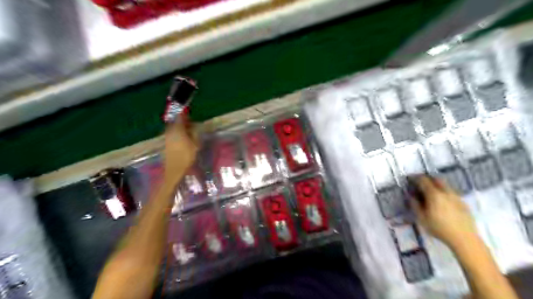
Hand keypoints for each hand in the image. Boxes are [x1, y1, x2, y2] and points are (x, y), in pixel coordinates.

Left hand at [164, 119, 197, 183]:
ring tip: (188, 130)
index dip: (184, 114)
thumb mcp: (195, 144)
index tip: (189, 112)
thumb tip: (194, 126)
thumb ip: (195, 133)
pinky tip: (183, 137)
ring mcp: (167, 137)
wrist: (174, 169)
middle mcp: (170, 131)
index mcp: (177, 130)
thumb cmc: (186, 156)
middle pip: (175, 122)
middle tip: (190, 122)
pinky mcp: (166, 143)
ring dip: (179, 127)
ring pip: (173, 128)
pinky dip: (177, 133)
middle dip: (182, 121)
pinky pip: (172, 133)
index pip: (180, 117)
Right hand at [409, 177, 481, 248]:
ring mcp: (456, 197)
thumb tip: (411, 196)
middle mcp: (446, 192)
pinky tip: (441, 202)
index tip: (409, 179)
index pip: (423, 180)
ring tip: (430, 193)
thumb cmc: (440, 228)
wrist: (465, 239)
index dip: (415, 178)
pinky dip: (443, 192)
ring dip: (436, 185)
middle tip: (419, 183)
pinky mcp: (463, 203)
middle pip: (436, 179)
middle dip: (427, 179)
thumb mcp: (422, 218)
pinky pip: (451, 193)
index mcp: (434, 194)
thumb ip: (415, 205)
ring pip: (444, 185)